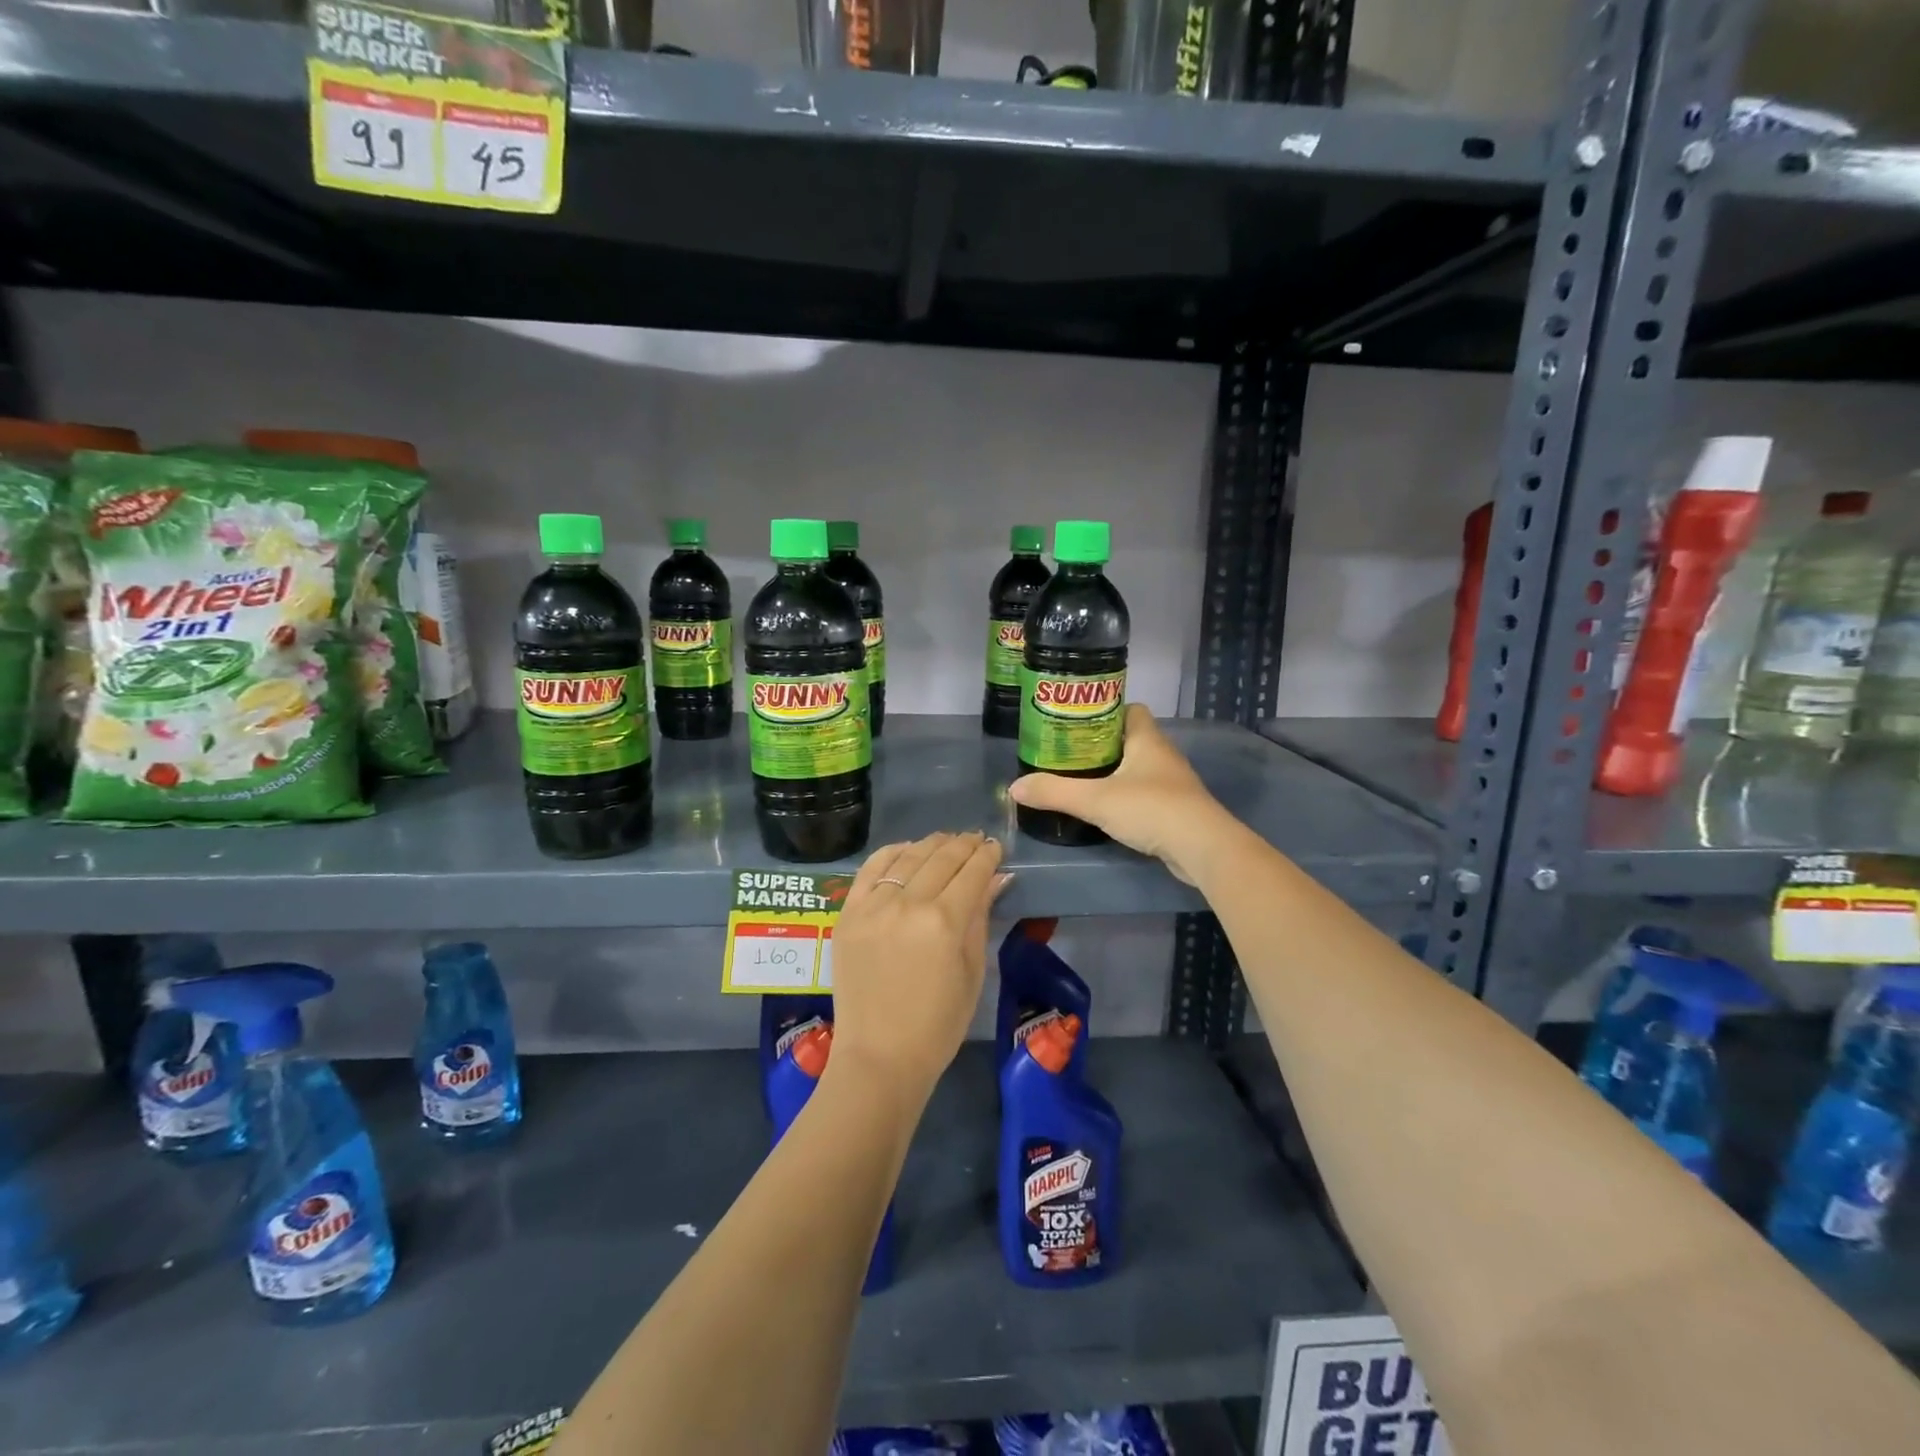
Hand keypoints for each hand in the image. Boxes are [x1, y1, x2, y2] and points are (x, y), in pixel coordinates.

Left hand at [828, 832, 1009, 1104]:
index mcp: (945, 922)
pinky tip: (907, 850)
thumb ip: (980, 917)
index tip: (997, 847)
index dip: (988, 855)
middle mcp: (908, 904)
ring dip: (932, 844)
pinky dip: (892, 852)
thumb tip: (996, 878)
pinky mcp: (848, 913)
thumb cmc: (938, 1025)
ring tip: (947, 841)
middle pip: (942, 857)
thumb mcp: (972, 971)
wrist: (879, 1057)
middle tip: (977, 840)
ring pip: (908, 856)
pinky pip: (870, 869)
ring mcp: (873, 906)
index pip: (972, 872)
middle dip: (964, 845)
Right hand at [1006, 705, 1230, 884]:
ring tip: (1082, 781)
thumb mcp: (1095, 799)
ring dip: (1115, 772)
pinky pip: (1146, 794)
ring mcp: (1172, 783)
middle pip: (1130, 739)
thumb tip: (1015, 787)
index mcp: (1147, 739)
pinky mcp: (1176, 809)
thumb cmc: (1151, 809)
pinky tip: (1108, 810)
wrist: (1202, 848)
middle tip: (1069, 754)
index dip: (1105, 711)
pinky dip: (1127, 797)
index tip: (1077, 722)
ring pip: (1138, 768)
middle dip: (1102, 744)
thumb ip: (1054, 792)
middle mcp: (1162, 755)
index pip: (1130, 709)